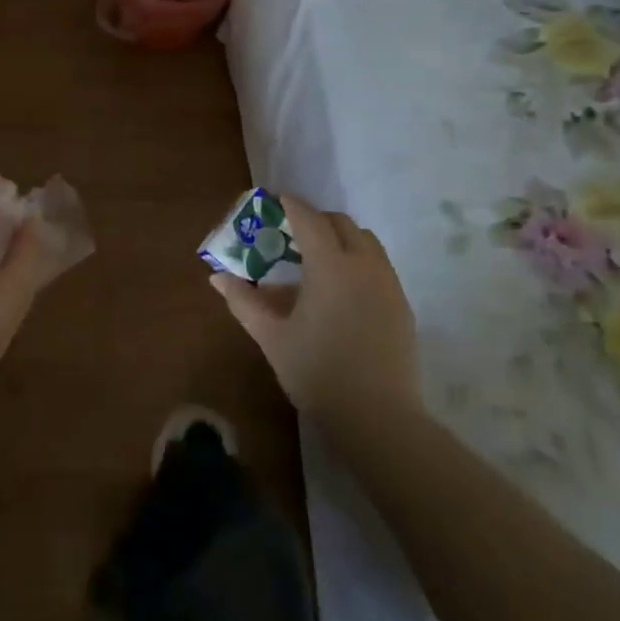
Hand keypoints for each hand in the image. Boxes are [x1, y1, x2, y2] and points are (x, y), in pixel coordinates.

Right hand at [211, 194, 419, 425]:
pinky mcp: (402, 306)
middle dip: (316, 220)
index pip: (309, 219)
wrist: (378, 419)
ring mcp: (388, 285)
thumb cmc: (317, 372)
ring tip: (317, 262)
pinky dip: (358, 262)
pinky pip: (379, 266)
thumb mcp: (271, 336)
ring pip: (366, 242)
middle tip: (291, 235)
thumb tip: (217, 277)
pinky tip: (341, 292)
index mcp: (330, 266)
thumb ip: (243, 301)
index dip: (290, 205)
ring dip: (341, 239)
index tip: (275, 201)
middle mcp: (364, 265)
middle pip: (341, 224)